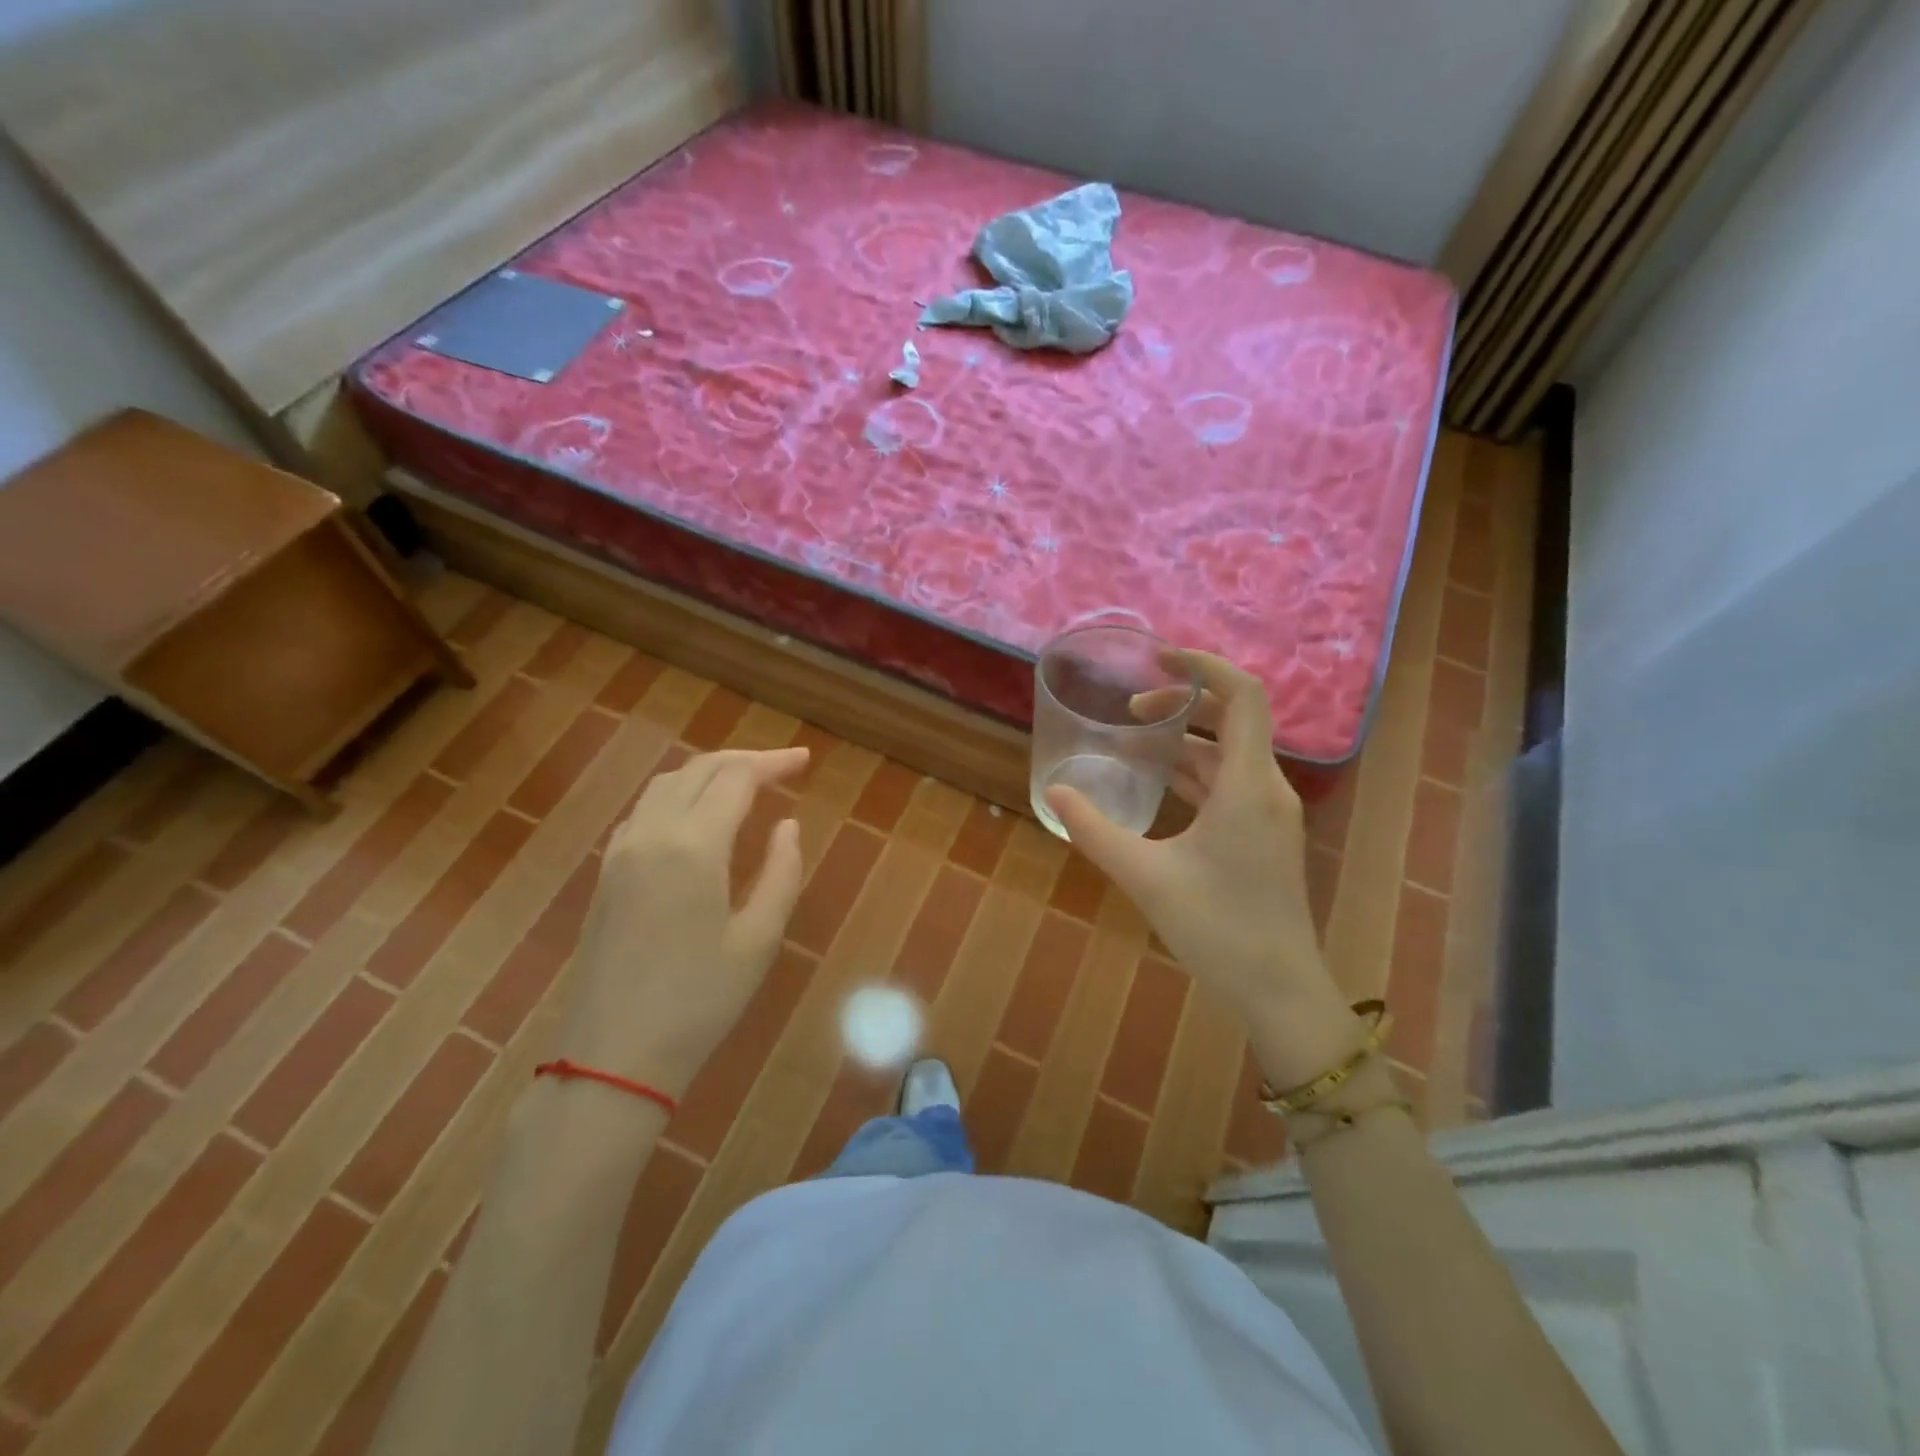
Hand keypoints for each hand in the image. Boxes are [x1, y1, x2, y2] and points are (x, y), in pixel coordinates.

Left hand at [556, 747, 808, 1098]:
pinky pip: (644, 811)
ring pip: (666, 785)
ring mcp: (621, 852)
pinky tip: (696, 817)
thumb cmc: (700, 1001)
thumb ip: (781, 872)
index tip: (804, 761)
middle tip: (783, 769)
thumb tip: (787, 825)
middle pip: (699, 770)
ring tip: (745, 784)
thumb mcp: (759, 939)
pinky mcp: (606, 874)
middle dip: (744, 761)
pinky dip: (677, 795)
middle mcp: (652, 834)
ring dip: (708, 773)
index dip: (773, 763)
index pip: (737, 779)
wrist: (613, 1056)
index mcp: (694, 846)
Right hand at [1046, 651, 1363, 1085]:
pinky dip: (1195, 771)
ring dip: (1185, 740)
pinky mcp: (1263, 835)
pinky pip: (1230, 784)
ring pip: (1230, 754)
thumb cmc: (1218, 930)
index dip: (1204, 665)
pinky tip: (1157, 783)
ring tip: (1133, 741)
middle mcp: (1267, 789)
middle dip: (1183, 703)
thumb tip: (1054, 791)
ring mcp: (1270, 814)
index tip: (1158, 660)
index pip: (1243, 695)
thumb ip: (1095, 830)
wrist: (1278, 991)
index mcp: (1249, 785)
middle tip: (1131, 711)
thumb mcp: (1145, 876)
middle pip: (1234, 718)